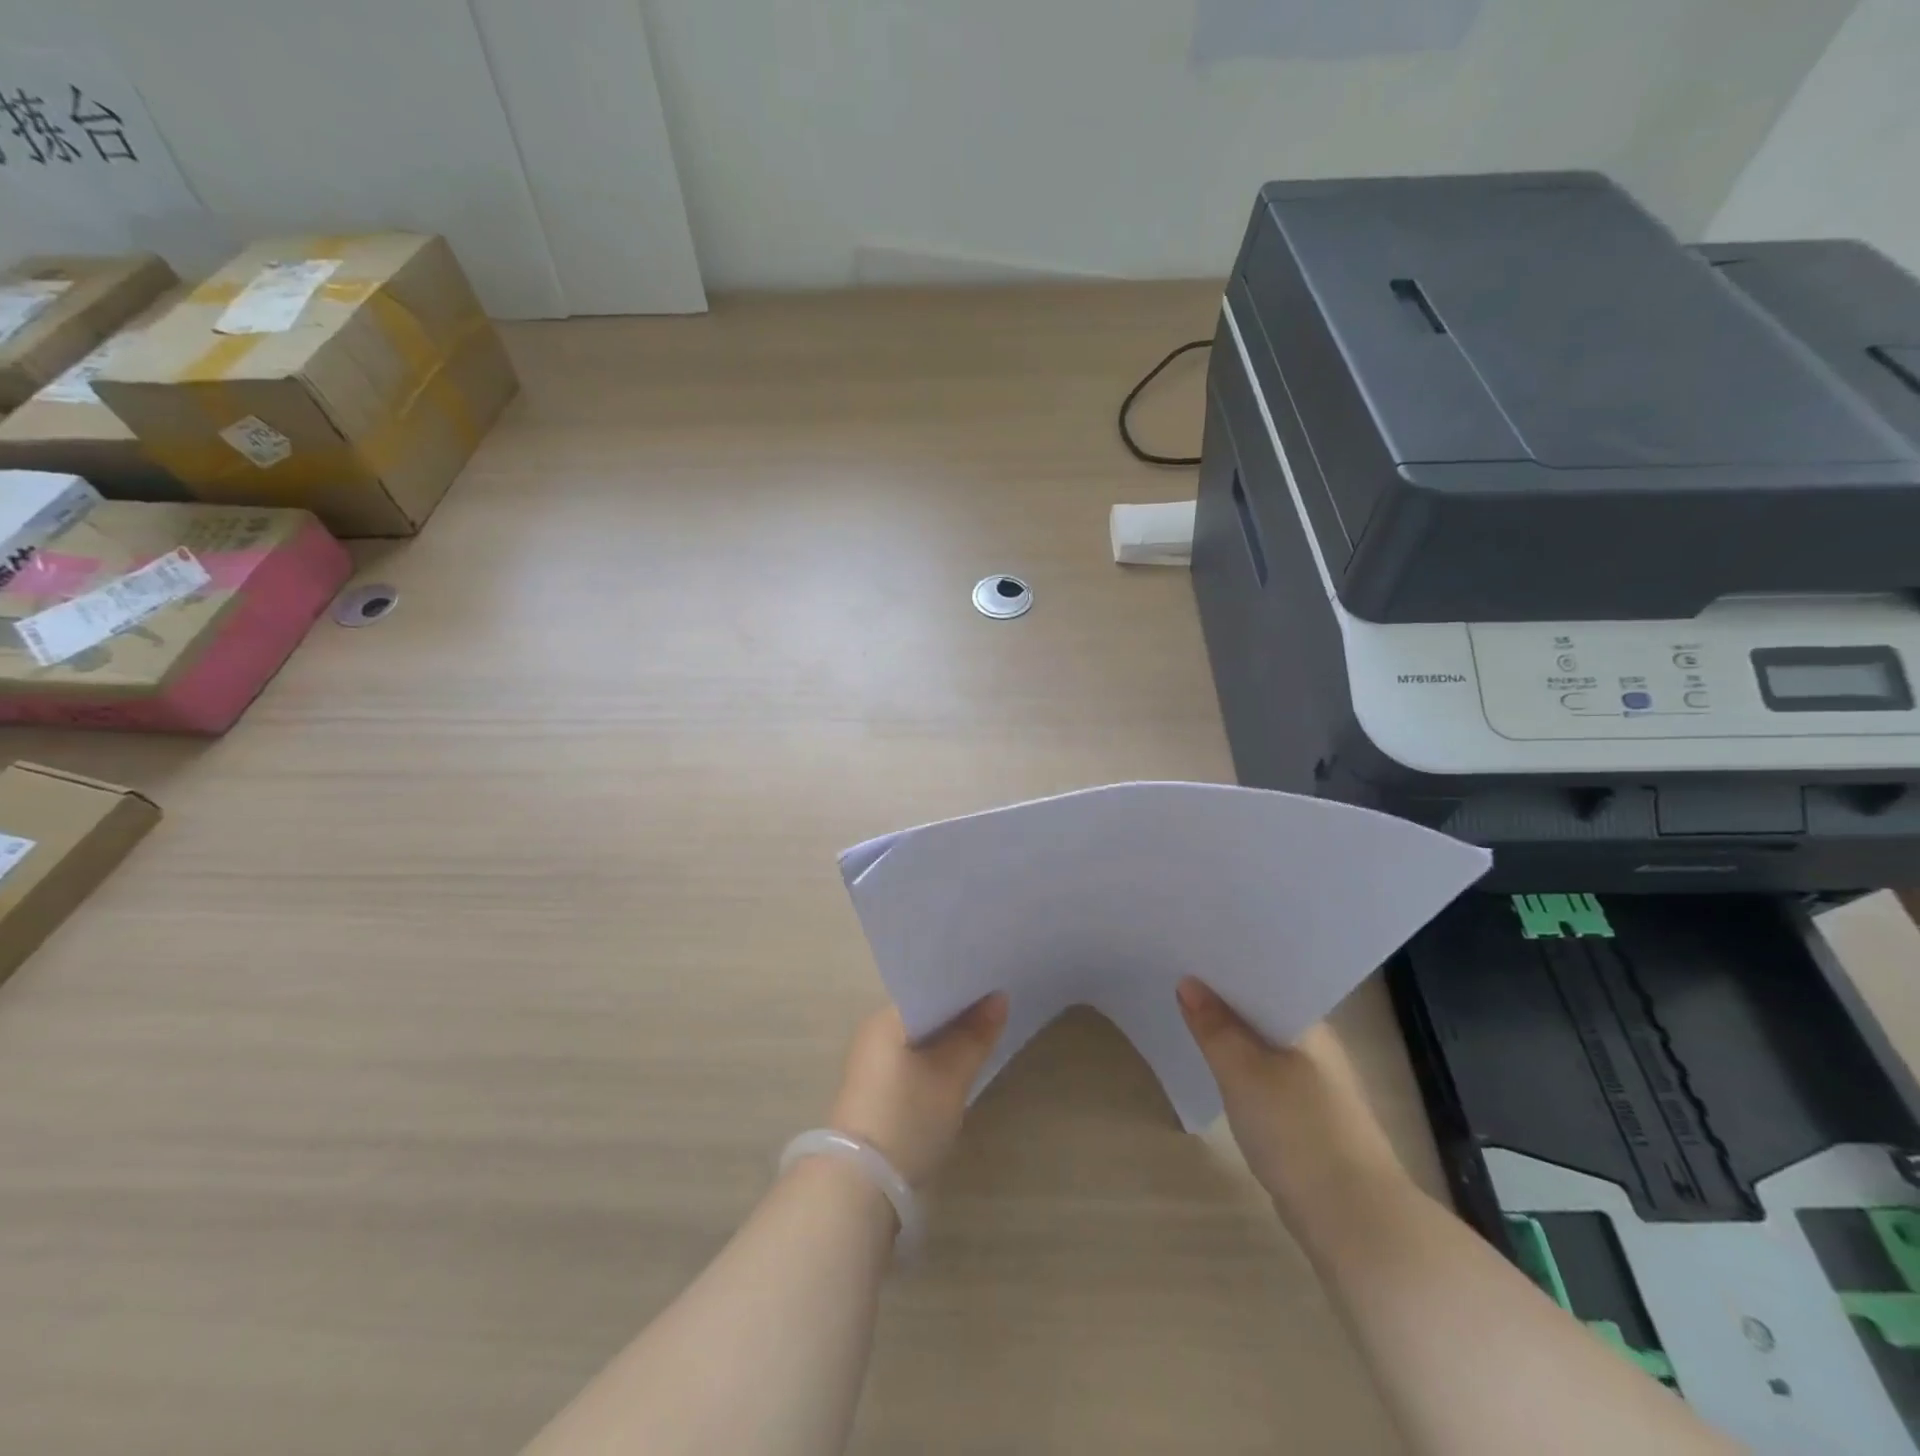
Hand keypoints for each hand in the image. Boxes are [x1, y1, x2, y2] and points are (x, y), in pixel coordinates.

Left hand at [826, 995, 1008, 1185]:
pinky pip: (911, 1058)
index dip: (963, 986)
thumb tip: (999, 997)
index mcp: (886, 1018)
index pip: (929, 986)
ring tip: (985, 1033)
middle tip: (998, 1008)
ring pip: (918, 1037)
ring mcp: (871, 1062)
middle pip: (924, 1011)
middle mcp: (874, 1032)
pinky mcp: (874, 1090)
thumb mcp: (951, 1076)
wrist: (860, 1185)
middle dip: (958, 1012)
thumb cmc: (908, 1118)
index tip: (995, 985)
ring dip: (947, 1037)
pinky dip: (934, 1057)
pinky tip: (958, 1065)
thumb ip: (976, 1035)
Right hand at [1177, 978, 1402, 1216]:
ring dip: (1229, 1034)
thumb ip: (1214, 1027)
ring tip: (1184, 1017)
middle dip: (1222, 999)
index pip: (1265, 978)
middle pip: (1261, 1010)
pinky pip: (1264, 1076)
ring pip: (1262, 1045)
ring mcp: (1315, 1085)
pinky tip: (1213, 1069)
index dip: (1226, 967)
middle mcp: (1317, 1048)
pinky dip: (1238, 1067)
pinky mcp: (1307, 1118)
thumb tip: (1188, 982)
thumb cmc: (1298, 1132)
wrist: (1354, 1222)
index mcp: (1310, 1026)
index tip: (1187, 953)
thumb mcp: (1244, 1072)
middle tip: (1173, 979)